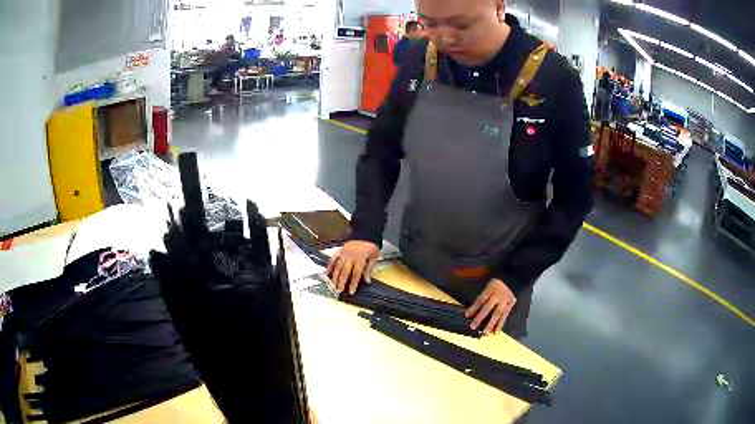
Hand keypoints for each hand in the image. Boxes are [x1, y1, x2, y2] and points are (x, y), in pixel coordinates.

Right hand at [326, 240, 379, 295]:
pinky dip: (330, 266)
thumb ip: (369, 269)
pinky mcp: (340, 251)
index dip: (353, 283)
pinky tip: (327, 273)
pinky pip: (333, 259)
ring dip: (335, 277)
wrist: (365, 233)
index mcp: (359, 259)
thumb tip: (367, 281)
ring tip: (332, 285)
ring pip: (337, 267)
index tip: (351, 292)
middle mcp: (350, 257)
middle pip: (344, 272)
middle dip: (341, 282)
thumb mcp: (374, 257)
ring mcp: (343, 254)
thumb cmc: (371, 246)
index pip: (355, 274)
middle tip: (338, 291)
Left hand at [465, 279, 515, 335]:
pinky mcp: (510, 305)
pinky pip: (505, 316)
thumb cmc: (496, 284)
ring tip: (485, 333)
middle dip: (479, 318)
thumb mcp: (487, 286)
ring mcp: (504, 301)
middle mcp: (497, 296)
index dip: (473, 308)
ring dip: (491, 324)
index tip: (466, 316)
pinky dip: (500, 324)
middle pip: (487, 308)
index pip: (480, 300)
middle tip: (473, 326)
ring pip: (497, 313)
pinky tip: (496, 331)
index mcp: (490, 290)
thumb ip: (481, 296)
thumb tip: (469, 304)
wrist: (512, 280)